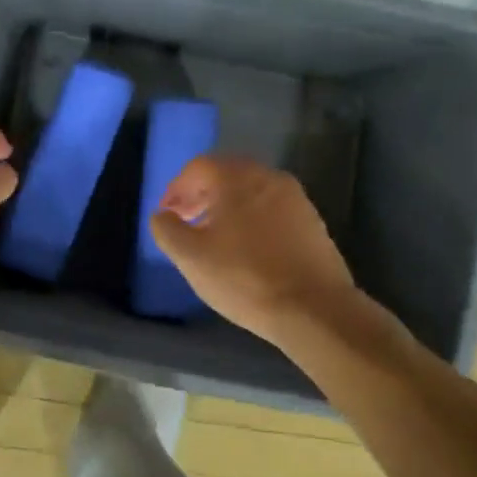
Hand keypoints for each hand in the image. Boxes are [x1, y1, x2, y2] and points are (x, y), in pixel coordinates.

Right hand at [150, 155, 363, 343]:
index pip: (198, 167)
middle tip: (186, 221)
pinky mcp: (312, 222)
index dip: (177, 188)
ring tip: (214, 237)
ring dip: (227, 207)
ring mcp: (295, 199)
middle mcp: (268, 177)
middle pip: (227, 175)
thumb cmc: (244, 278)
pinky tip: (246, 248)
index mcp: (237, 178)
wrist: (314, 309)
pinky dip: (252, 219)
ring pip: (251, 192)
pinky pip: (272, 209)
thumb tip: (161, 215)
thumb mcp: (191, 257)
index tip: (167, 213)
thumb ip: (167, 230)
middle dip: (201, 195)